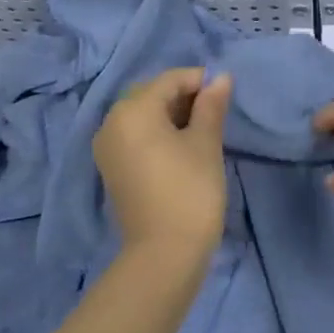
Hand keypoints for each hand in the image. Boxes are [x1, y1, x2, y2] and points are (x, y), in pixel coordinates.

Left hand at [93, 68, 232, 262]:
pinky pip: (135, 136)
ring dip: (171, 115)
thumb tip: (221, 77)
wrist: (164, 254)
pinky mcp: (112, 169)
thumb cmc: (190, 190)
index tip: (226, 94)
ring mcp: (107, 148)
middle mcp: (111, 122)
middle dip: (184, 96)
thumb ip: (212, 105)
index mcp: (132, 110)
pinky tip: (182, 147)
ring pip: (143, 116)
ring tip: (203, 130)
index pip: (169, 80)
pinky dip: (157, 133)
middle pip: (152, 94)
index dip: (200, 81)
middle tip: (215, 112)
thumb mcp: (206, 142)